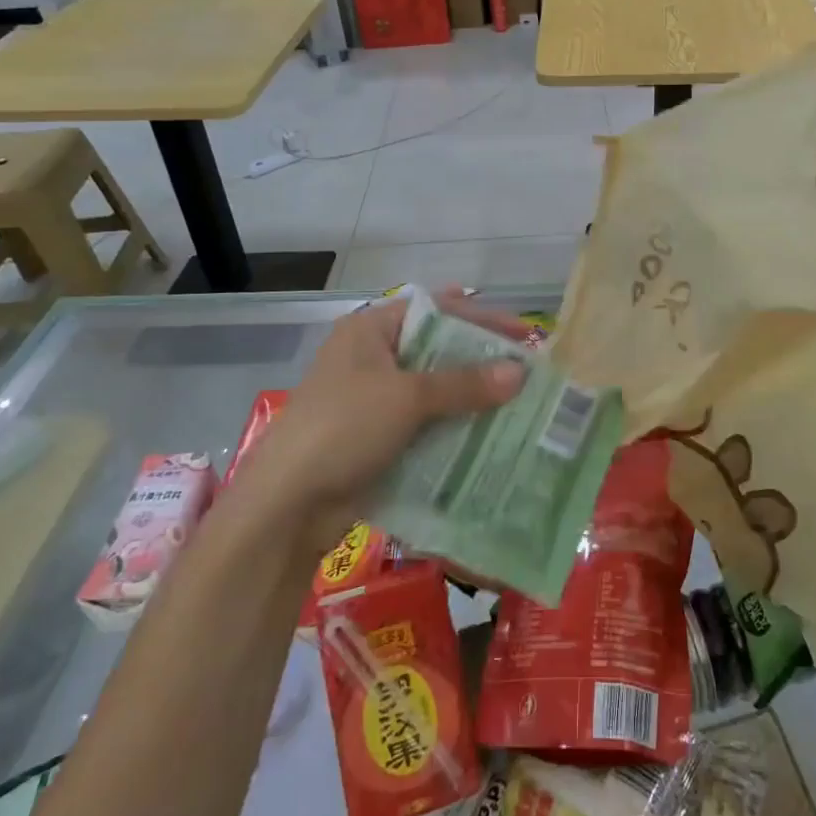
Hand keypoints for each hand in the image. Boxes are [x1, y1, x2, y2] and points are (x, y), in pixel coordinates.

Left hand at [228, 291, 525, 553]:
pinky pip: (427, 423)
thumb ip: (464, 383)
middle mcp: (373, 358)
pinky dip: (455, 427)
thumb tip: (520, 372)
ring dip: (472, 397)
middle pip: (438, 350)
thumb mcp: (407, 398)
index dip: (480, 317)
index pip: (435, 310)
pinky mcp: (379, 437)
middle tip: (528, 371)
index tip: (522, 333)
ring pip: (435, 390)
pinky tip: (491, 437)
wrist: (287, 505)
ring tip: (521, 405)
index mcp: (370, 330)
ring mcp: (374, 400)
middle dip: (482, 360)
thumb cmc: (343, 428)